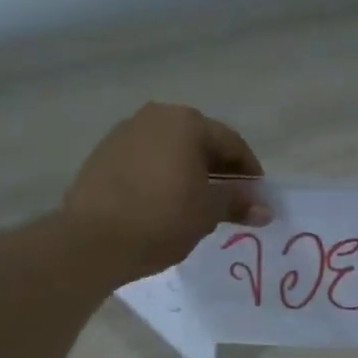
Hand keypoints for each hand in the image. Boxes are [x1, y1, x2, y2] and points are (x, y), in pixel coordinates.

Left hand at [64, 103, 269, 281]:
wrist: (92, 241)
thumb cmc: (161, 220)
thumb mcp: (207, 212)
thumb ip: (237, 202)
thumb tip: (266, 208)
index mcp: (186, 122)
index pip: (232, 143)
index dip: (250, 172)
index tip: (257, 198)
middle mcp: (155, 117)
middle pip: (199, 142)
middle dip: (218, 170)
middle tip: (229, 202)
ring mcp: (124, 133)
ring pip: (170, 150)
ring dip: (188, 172)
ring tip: (195, 205)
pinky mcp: (103, 154)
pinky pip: (145, 161)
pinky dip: (161, 177)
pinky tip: (163, 204)